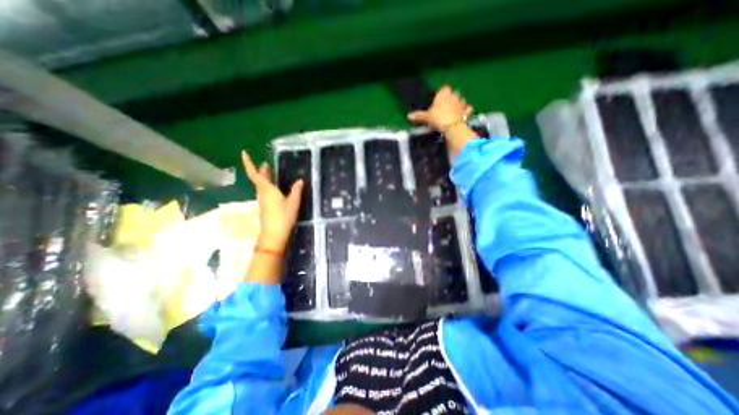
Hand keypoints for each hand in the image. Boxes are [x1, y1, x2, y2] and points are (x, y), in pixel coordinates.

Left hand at [240, 151, 303, 251]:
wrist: (274, 235)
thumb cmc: (283, 217)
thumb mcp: (293, 203)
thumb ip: (296, 190)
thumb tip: (300, 180)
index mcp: (267, 189)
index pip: (255, 174)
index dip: (249, 163)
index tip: (244, 153)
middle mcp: (262, 193)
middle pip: (258, 179)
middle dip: (261, 170)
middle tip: (266, 163)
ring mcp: (263, 200)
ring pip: (261, 186)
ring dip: (265, 178)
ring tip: (272, 173)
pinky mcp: (265, 206)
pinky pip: (265, 192)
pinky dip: (268, 186)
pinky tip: (276, 188)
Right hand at [406, 86, 476, 156]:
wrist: (451, 127)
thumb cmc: (438, 118)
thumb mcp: (426, 117)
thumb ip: (418, 115)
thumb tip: (408, 116)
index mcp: (444, 94)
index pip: (444, 88)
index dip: (441, 93)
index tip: (438, 100)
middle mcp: (454, 95)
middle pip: (453, 93)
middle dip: (450, 98)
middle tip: (444, 107)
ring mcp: (462, 103)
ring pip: (461, 100)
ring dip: (458, 104)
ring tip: (452, 112)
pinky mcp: (467, 112)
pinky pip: (468, 110)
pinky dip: (466, 112)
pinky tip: (463, 116)